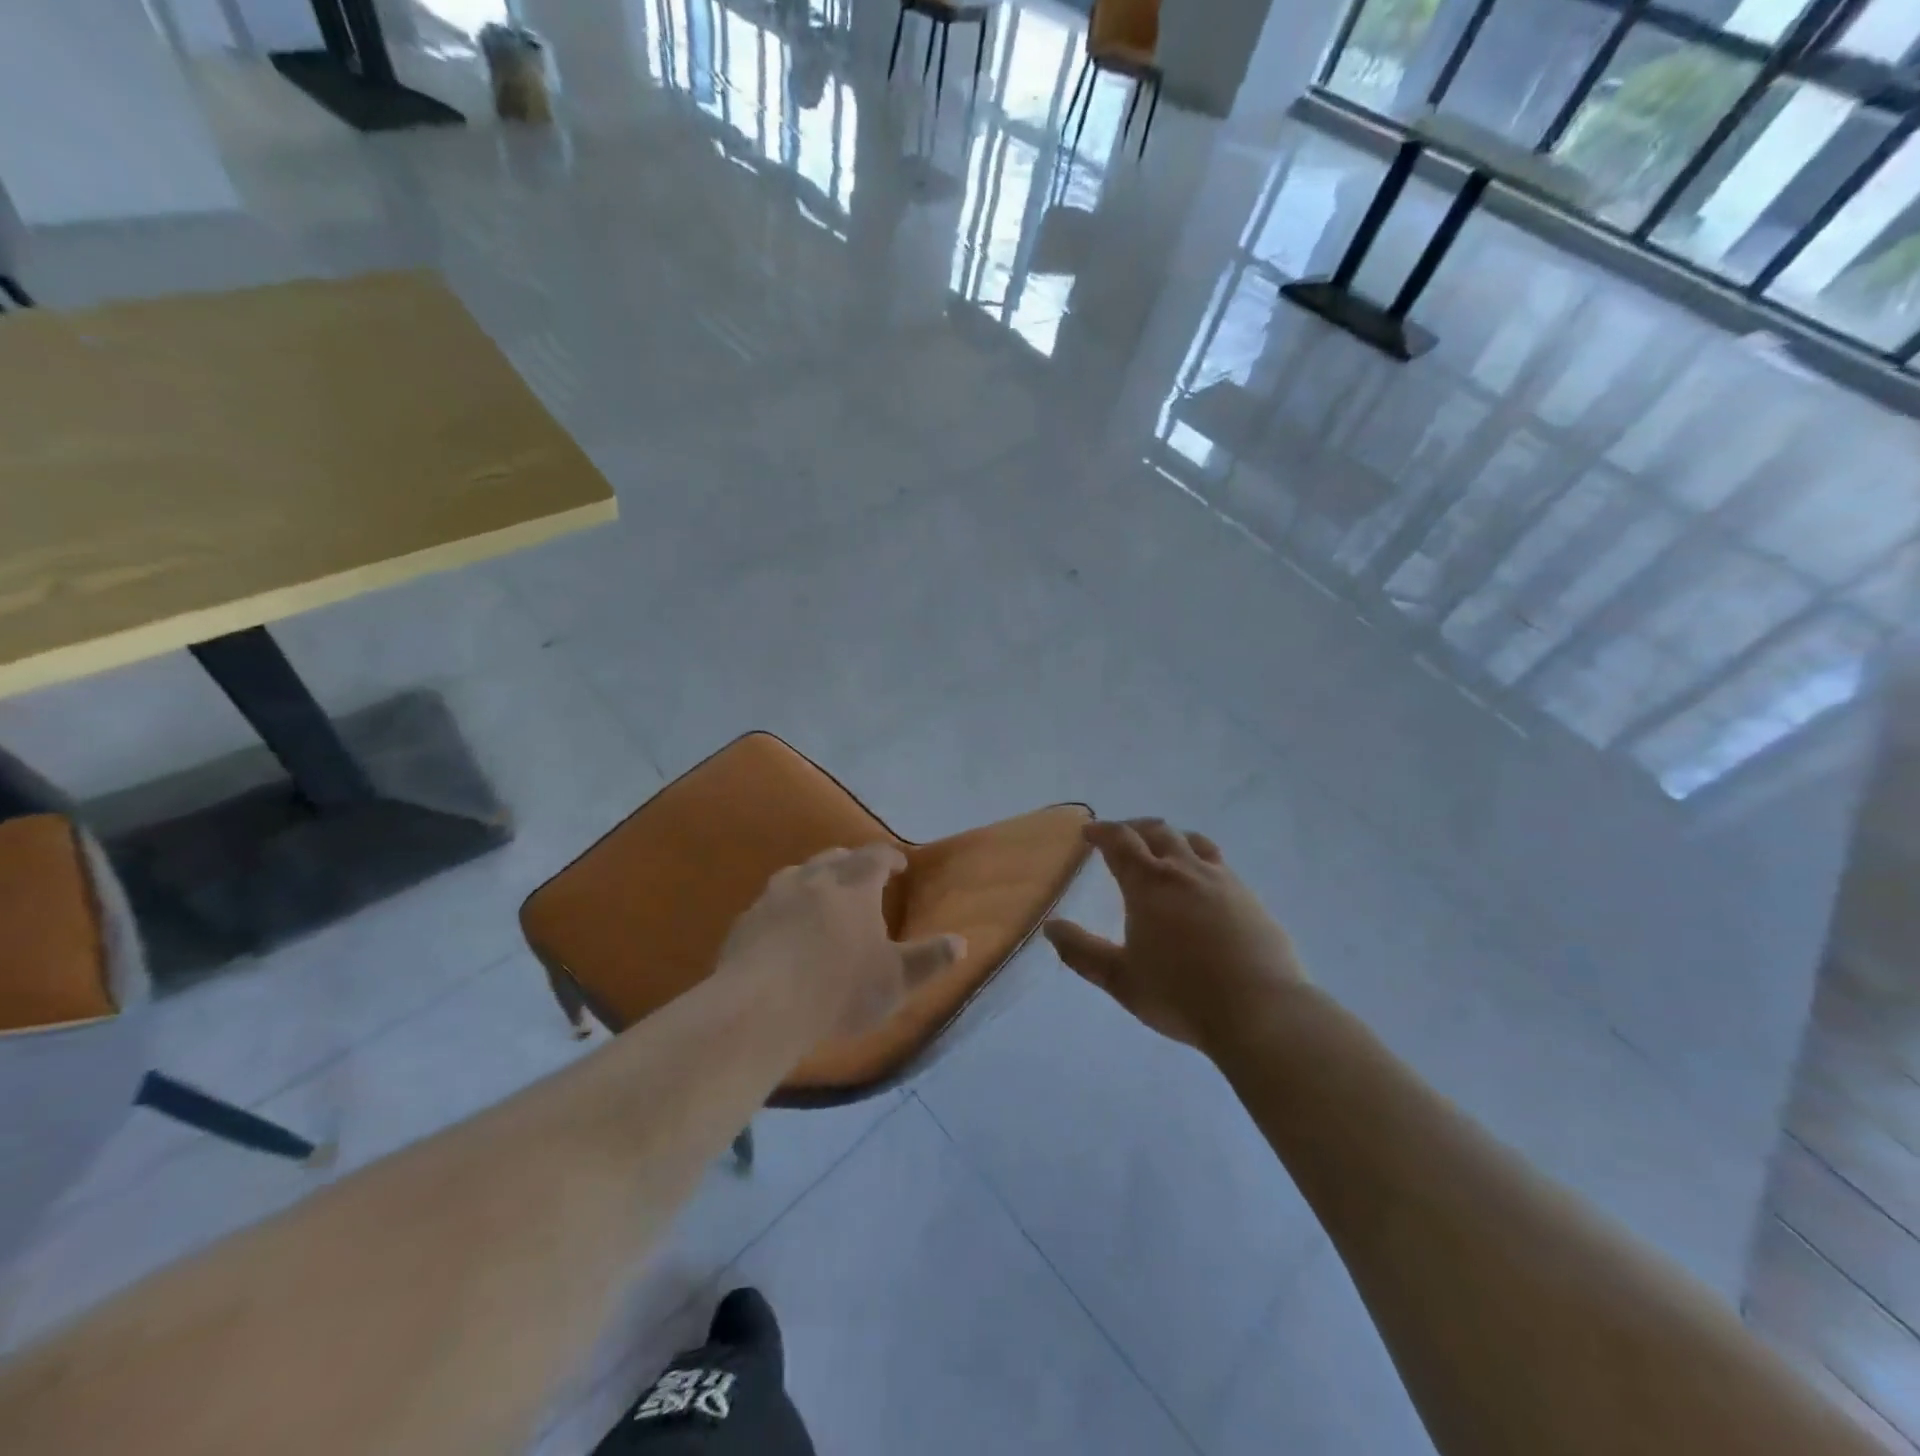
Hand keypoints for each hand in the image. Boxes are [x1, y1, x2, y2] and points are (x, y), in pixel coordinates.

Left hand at [719, 844, 965, 1043]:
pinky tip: (782, 927)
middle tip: (860, 876)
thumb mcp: (896, 980)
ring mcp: (774, 897)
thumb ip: (929, 960)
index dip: (889, 858)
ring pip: (797, 873)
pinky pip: (769, 902)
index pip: (875, 857)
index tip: (898, 865)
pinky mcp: (745, 921)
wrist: (761, 1007)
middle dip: (851, 862)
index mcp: (854, 885)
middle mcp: (813, 879)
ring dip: (813, 878)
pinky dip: (783, 907)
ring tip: (819, 894)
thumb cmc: (839, 989)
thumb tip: (961, 943)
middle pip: (834, 858)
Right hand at [1044, 819, 1305, 1052]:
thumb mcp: (1121, 979)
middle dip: (1134, 828)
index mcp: (1150, 884)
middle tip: (1121, 836)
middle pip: (1158, 831)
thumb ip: (1082, 952)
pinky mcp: (1250, 898)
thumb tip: (1050, 927)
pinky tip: (1201, 884)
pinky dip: (1200, 860)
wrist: (1260, 1011)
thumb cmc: (1181, 995)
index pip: (1121, 841)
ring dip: (1171, 838)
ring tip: (1163, 849)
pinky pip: (1220, 864)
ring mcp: (1223, 881)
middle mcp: (1186, 871)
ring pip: (1194, 842)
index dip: (1102, 832)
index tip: (1088, 832)